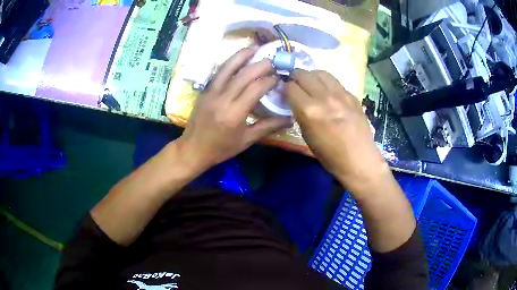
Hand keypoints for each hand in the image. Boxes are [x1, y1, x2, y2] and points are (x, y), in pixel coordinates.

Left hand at [177, 46, 290, 171]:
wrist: (193, 149)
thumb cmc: (221, 148)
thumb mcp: (247, 140)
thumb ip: (268, 127)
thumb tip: (290, 118)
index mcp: (234, 113)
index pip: (256, 88)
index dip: (269, 81)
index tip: (279, 78)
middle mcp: (222, 98)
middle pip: (244, 75)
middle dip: (260, 65)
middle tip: (273, 61)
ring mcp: (211, 92)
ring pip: (228, 68)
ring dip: (242, 55)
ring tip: (254, 47)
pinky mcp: (205, 90)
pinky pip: (219, 72)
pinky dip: (230, 63)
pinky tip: (238, 58)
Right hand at [285, 70, 387, 190]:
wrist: (359, 160)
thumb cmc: (330, 155)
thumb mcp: (307, 136)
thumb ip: (299, 113)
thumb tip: (295, 100)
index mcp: (309, 111)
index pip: (290, 87)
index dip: (284, 88)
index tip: (285, 92)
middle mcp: (324, 97)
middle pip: (303, 74)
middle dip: (295, 77)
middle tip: (295, 85)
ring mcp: (340, 94)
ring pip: (320, 72)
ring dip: (311, 76)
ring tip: (311, 85)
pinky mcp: (352, 95)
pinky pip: (335, 81)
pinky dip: (327, 83)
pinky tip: (328, 93)